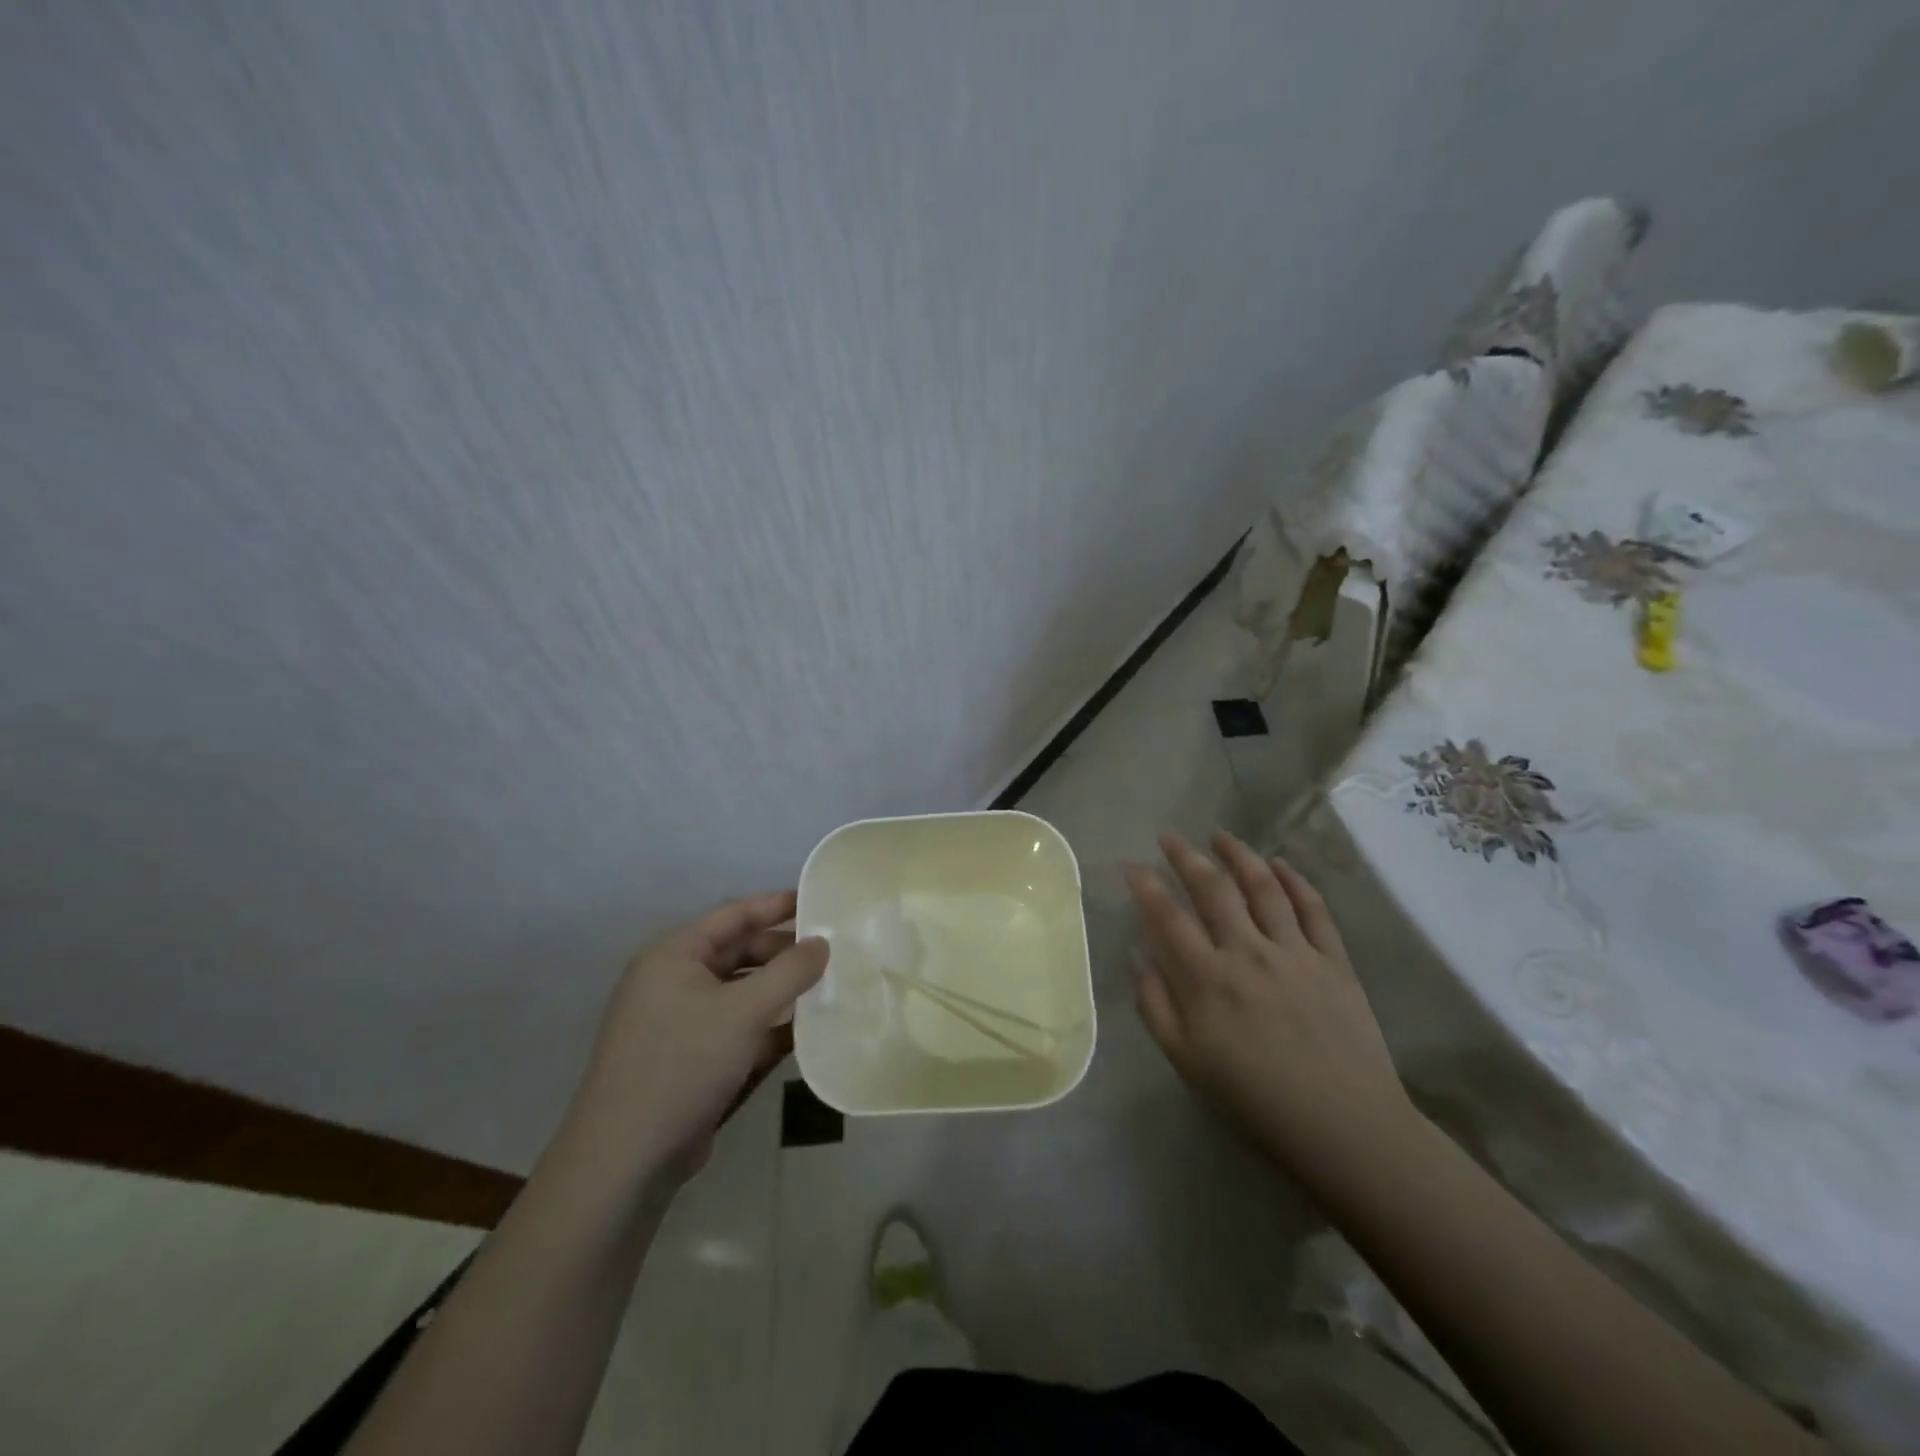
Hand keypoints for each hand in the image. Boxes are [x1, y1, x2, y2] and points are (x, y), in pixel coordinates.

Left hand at [568, 891, 828, 1183]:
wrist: (626, 1161)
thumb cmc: (683, 1065)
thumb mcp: (744, 1012)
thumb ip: (789, 972)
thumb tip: (822, 943)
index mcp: (674, 956)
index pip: (733, 915)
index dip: (776, 905)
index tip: (818, 900)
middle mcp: (673, 982)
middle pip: (738, 953)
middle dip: (783, 953)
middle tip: (831, 954)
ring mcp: (679, 1023)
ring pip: (740, 993)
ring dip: (780, 992)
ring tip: (828, 988)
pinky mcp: (689, 1059)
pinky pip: (736, 1028)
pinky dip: (768, 1027)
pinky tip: (806, 1032)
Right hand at [1124, 831, 1411, 1198]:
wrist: (1344, 1128)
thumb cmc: (1255, 1100)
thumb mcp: (1186, 1062)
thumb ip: (1156, 1005)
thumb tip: (1139, 956)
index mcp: (1207, 980)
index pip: (1167, 917)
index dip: (1145, 886)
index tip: (1130, 865)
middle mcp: (1248, 953)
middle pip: (1213, 889)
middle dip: (1186, 857)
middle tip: (1170, 837)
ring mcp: (1295, 952)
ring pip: (1263, 887)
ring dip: (1238, 855)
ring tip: (1220, 835)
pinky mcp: (1334, 960)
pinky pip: (1313, 908)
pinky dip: (1295, 880)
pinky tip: (1280, 864)